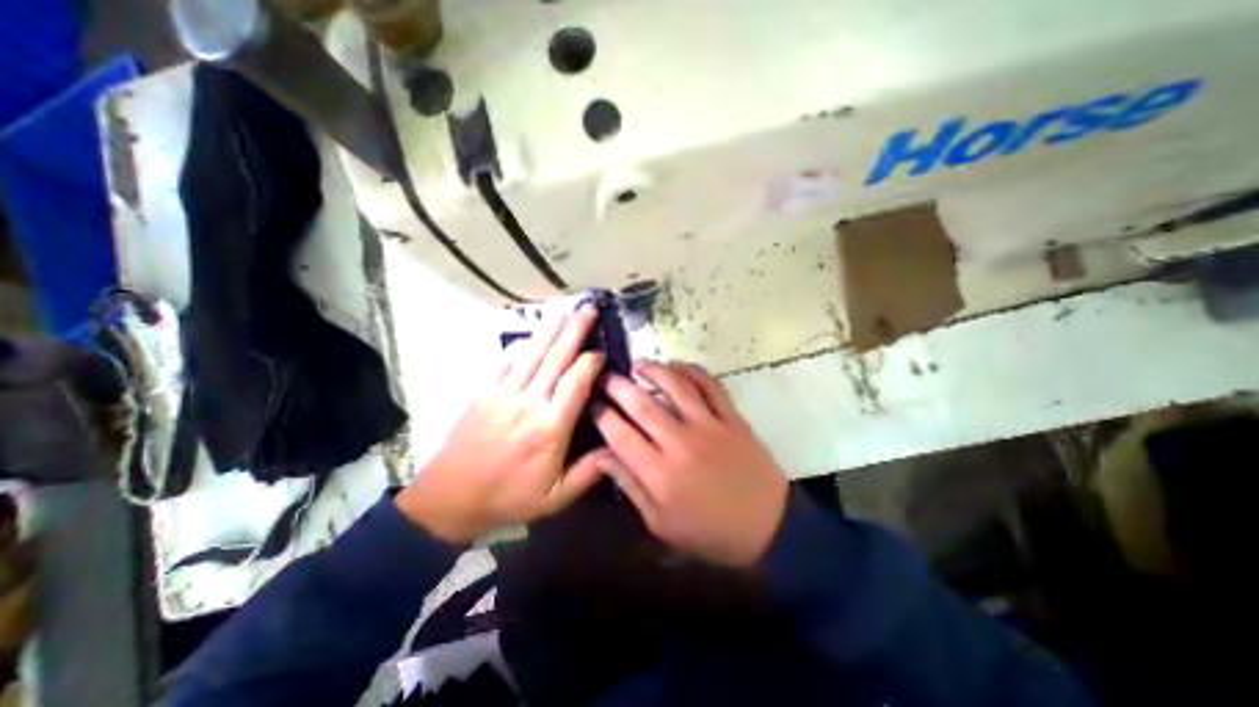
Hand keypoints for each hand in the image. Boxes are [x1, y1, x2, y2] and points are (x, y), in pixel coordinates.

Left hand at [391, 301, 609, 542]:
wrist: (449, 500)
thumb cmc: (508, 498)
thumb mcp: (556, 498)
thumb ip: (589, 472)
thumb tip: (616, 447)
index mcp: (550, 428)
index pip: (575, 382)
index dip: (591, 361)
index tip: (602, 351)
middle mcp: (528, 403)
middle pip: (555, 358)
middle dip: (574, 330)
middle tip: (589, 309)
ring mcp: (503, 394)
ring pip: (532, 353)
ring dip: (550, 329)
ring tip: (564, 310)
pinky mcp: (483, 392)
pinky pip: (505, 361)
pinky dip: (521, 345)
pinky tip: (533, 335)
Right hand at [596, 362, 782, 566]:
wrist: (768, 528)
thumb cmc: (708, 532)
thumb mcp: (660, 523)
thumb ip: (629, 486)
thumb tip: (601, 455)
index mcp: (659, 474)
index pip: (620, 435)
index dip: (602, 415)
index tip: (593, 403)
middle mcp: (680, 443)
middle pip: (642, 404)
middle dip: (618, 386)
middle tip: (607, 377)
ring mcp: (709, 426)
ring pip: (676, 386)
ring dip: (654, 370)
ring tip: (639, 364)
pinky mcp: (732, 418)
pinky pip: (710, 386)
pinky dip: (692, 371)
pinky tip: (678, 366)